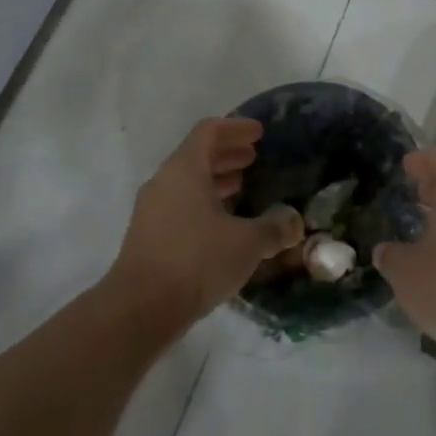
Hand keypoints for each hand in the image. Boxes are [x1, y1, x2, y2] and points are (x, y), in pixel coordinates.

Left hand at [107, 118, 304, 330]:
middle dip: (227, 154)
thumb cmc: (197, 260)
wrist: (141, 307)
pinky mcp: (148, 234)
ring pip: (187, 181)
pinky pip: (179, 203)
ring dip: (214, 179)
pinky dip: (202, 201)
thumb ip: (273, 228)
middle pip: (197, 154)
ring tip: (242, 187)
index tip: (259, 133)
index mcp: (185, 168)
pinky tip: (222, 223)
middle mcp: (164, 180)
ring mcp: (152, 208)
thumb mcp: (246, 243)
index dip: (236, 128)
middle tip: (254, 158)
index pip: (209, 131)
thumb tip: (294, 222)